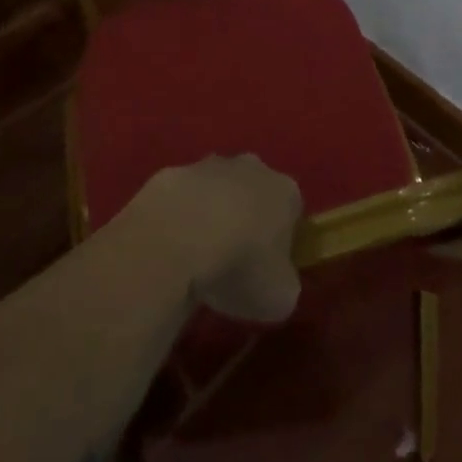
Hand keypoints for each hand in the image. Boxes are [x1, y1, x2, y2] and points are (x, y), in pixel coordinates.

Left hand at [136, 155, 302, 323]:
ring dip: (211, 215)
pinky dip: (178, 218)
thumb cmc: (240, 266)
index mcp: (286, 192)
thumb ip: (285, 283)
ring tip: (197, 258)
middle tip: (232, 262)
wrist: (177, 238)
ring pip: (217, 190)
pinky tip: (170, 248)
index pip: (292, 213)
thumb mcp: (280, 296)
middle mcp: (252, 168)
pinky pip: (182, 198)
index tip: (267, 270)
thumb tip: (276, 280)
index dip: (282, 242)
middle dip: (246, 220)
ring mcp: (209, 165)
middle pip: (254, 193)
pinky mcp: (172, 173)